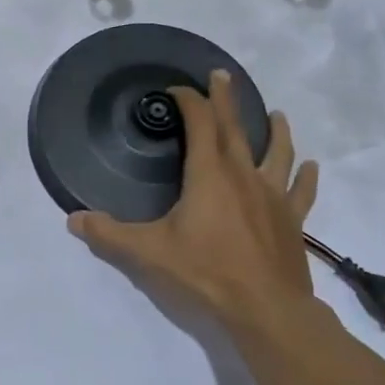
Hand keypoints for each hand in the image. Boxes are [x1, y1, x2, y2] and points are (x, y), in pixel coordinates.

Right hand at [69, 71, 319, 334]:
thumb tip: (73, 219)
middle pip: (235, 128)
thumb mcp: (147, 253)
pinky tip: (311, 167)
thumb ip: (108, 234)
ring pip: (277, 153)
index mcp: (208, 175)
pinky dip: (305, 176)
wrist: (266, 309)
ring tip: (276, 114)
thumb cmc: (205, 273)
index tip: (177, 89)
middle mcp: (243, 175)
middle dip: (225, 100)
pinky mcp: (291, 220)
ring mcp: (273, 197)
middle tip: (222, 76)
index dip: (189, 102)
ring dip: (275, 130)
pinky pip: (301, 191)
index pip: (199, 124)